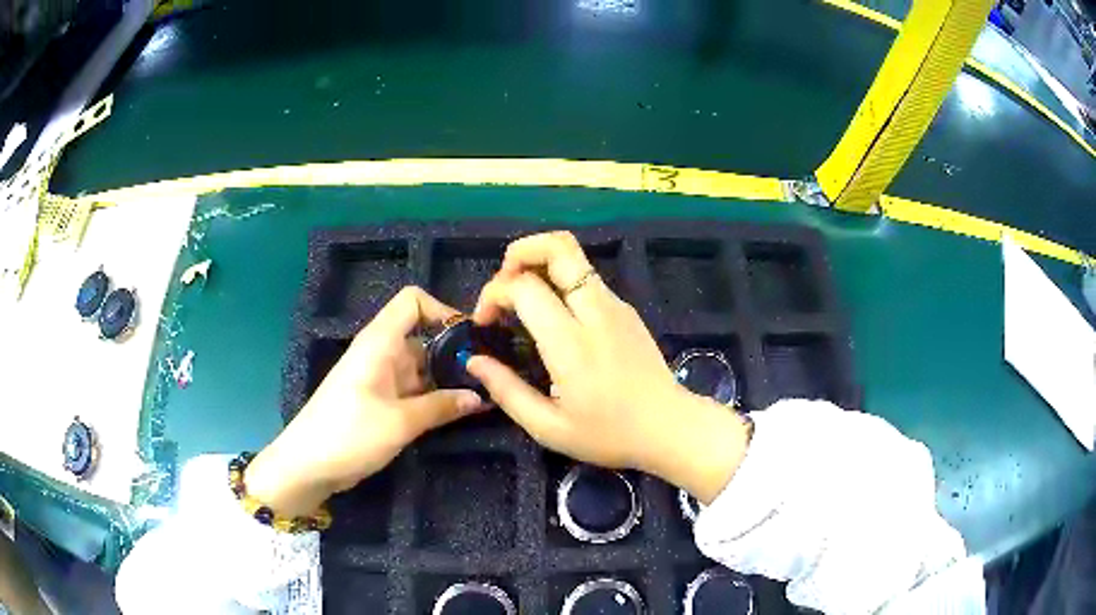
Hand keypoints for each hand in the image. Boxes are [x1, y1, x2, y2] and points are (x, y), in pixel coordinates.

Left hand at [246, 287, 483, 516]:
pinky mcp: (378, 401)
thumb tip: (479, 397)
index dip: (443, 311)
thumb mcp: (400, 422)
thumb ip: (442, 407)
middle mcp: (381, 353)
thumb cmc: (349, 434)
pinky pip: (412, 390)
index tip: (471, 339)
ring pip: (421, 367)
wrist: (307, 465)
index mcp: (380, 342)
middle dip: (454, 354)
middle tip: (488, 377)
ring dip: (446, 381)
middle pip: (423, 337)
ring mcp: (379, 378)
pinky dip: (432, 398)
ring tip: (480, 398)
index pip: (413, 301)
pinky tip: (455, 414)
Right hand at [469, 232, 750, 503]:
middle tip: (503, 284)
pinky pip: (586, 278)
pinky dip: (559, 280)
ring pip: (574, 256)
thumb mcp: (548, 428)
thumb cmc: (609, 435)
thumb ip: (506, 391)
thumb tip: (473, 361)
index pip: (525, 287)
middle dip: (520, 252)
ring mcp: (615, 305)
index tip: (485, 323)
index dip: (493, 293)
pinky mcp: (625, 309)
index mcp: (572, 344)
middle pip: (558, 247)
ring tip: (522, 298)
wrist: (669, 427)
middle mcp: (595, 311)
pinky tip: (551, 315)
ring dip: (539, 263)